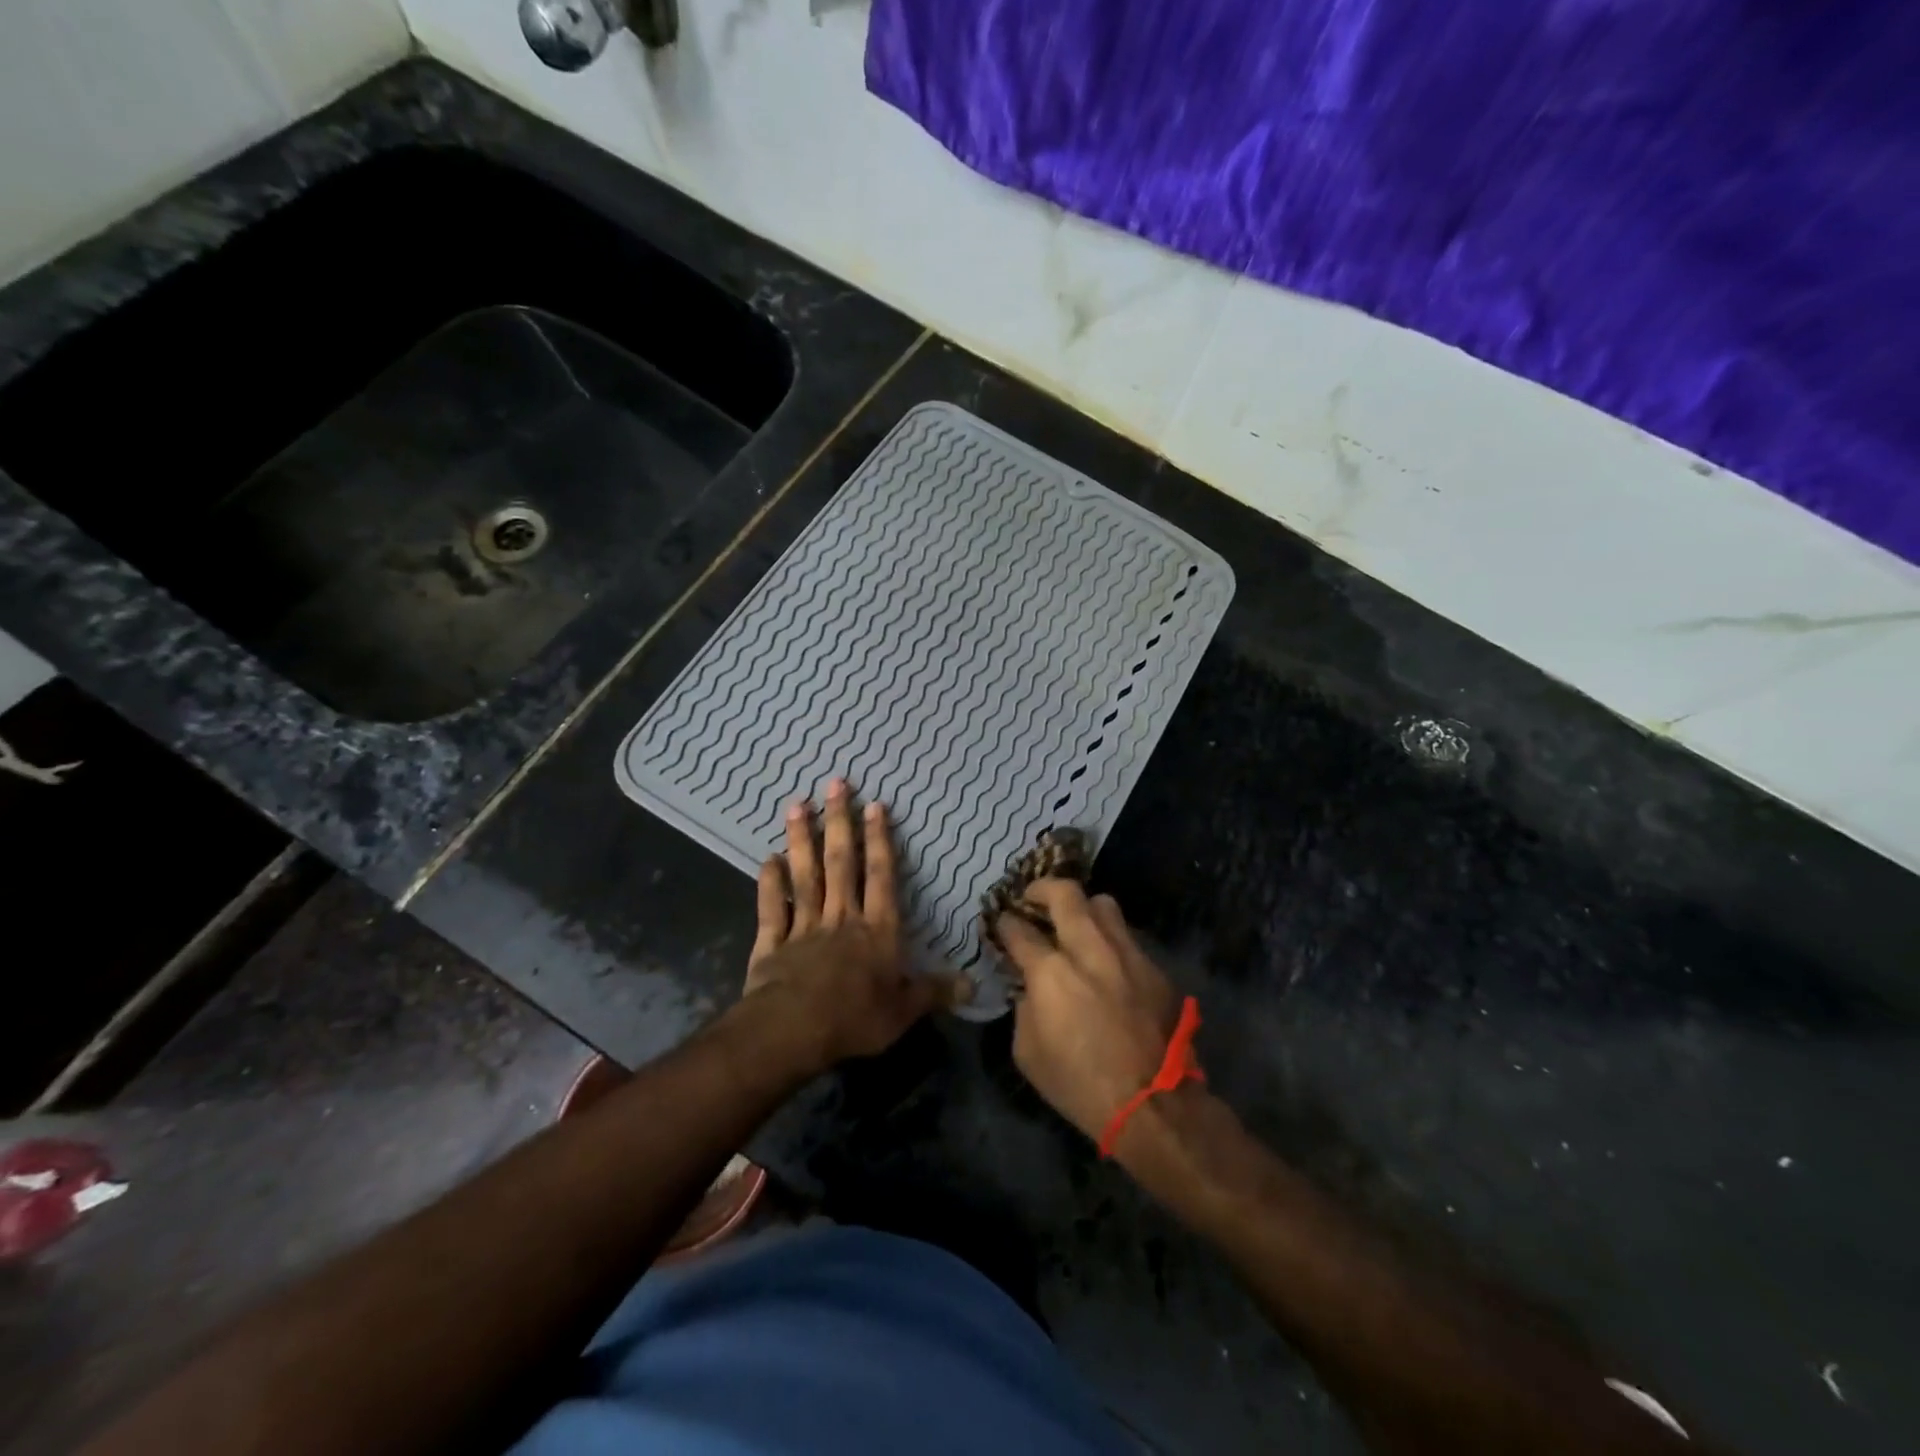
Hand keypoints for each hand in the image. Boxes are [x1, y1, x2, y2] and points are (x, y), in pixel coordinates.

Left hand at [738, 779, 963, 1074]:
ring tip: (796, 806)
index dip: (879, 840)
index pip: (881, 876)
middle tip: (834, 785)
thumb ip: (935, 992)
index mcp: (877, 930)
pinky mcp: (772, 943)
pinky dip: (769, 884)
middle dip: (839, 822)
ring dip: (801, 840)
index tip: (875, 805)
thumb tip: (973, 985)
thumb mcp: (905, 1010)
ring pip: (805, 876)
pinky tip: (767, 859)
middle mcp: (841, 918)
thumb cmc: (855, 1018)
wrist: (793, 1031)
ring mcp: (804, 927)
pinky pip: (772, 908)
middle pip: (841, 863)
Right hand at [994, 880, 1184, 1145]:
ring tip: (1075, 922)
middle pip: (1065, 894)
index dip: (1006, 924)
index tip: (1003, 924)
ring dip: (1083, 908)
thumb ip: (1024, 1008)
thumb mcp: (1028, 1053)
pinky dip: (1110, 940)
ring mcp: (1127, 954)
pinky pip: (1127, 937)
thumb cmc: (1080, 1086)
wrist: (1154, 1105)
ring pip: (1103, 904)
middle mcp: (1089, 950)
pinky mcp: (1155, 968)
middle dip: (1042, 889)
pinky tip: (1107, 962)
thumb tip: (1030, 987)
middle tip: (1033, 897)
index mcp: (1051, 973)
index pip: (1020, 931)